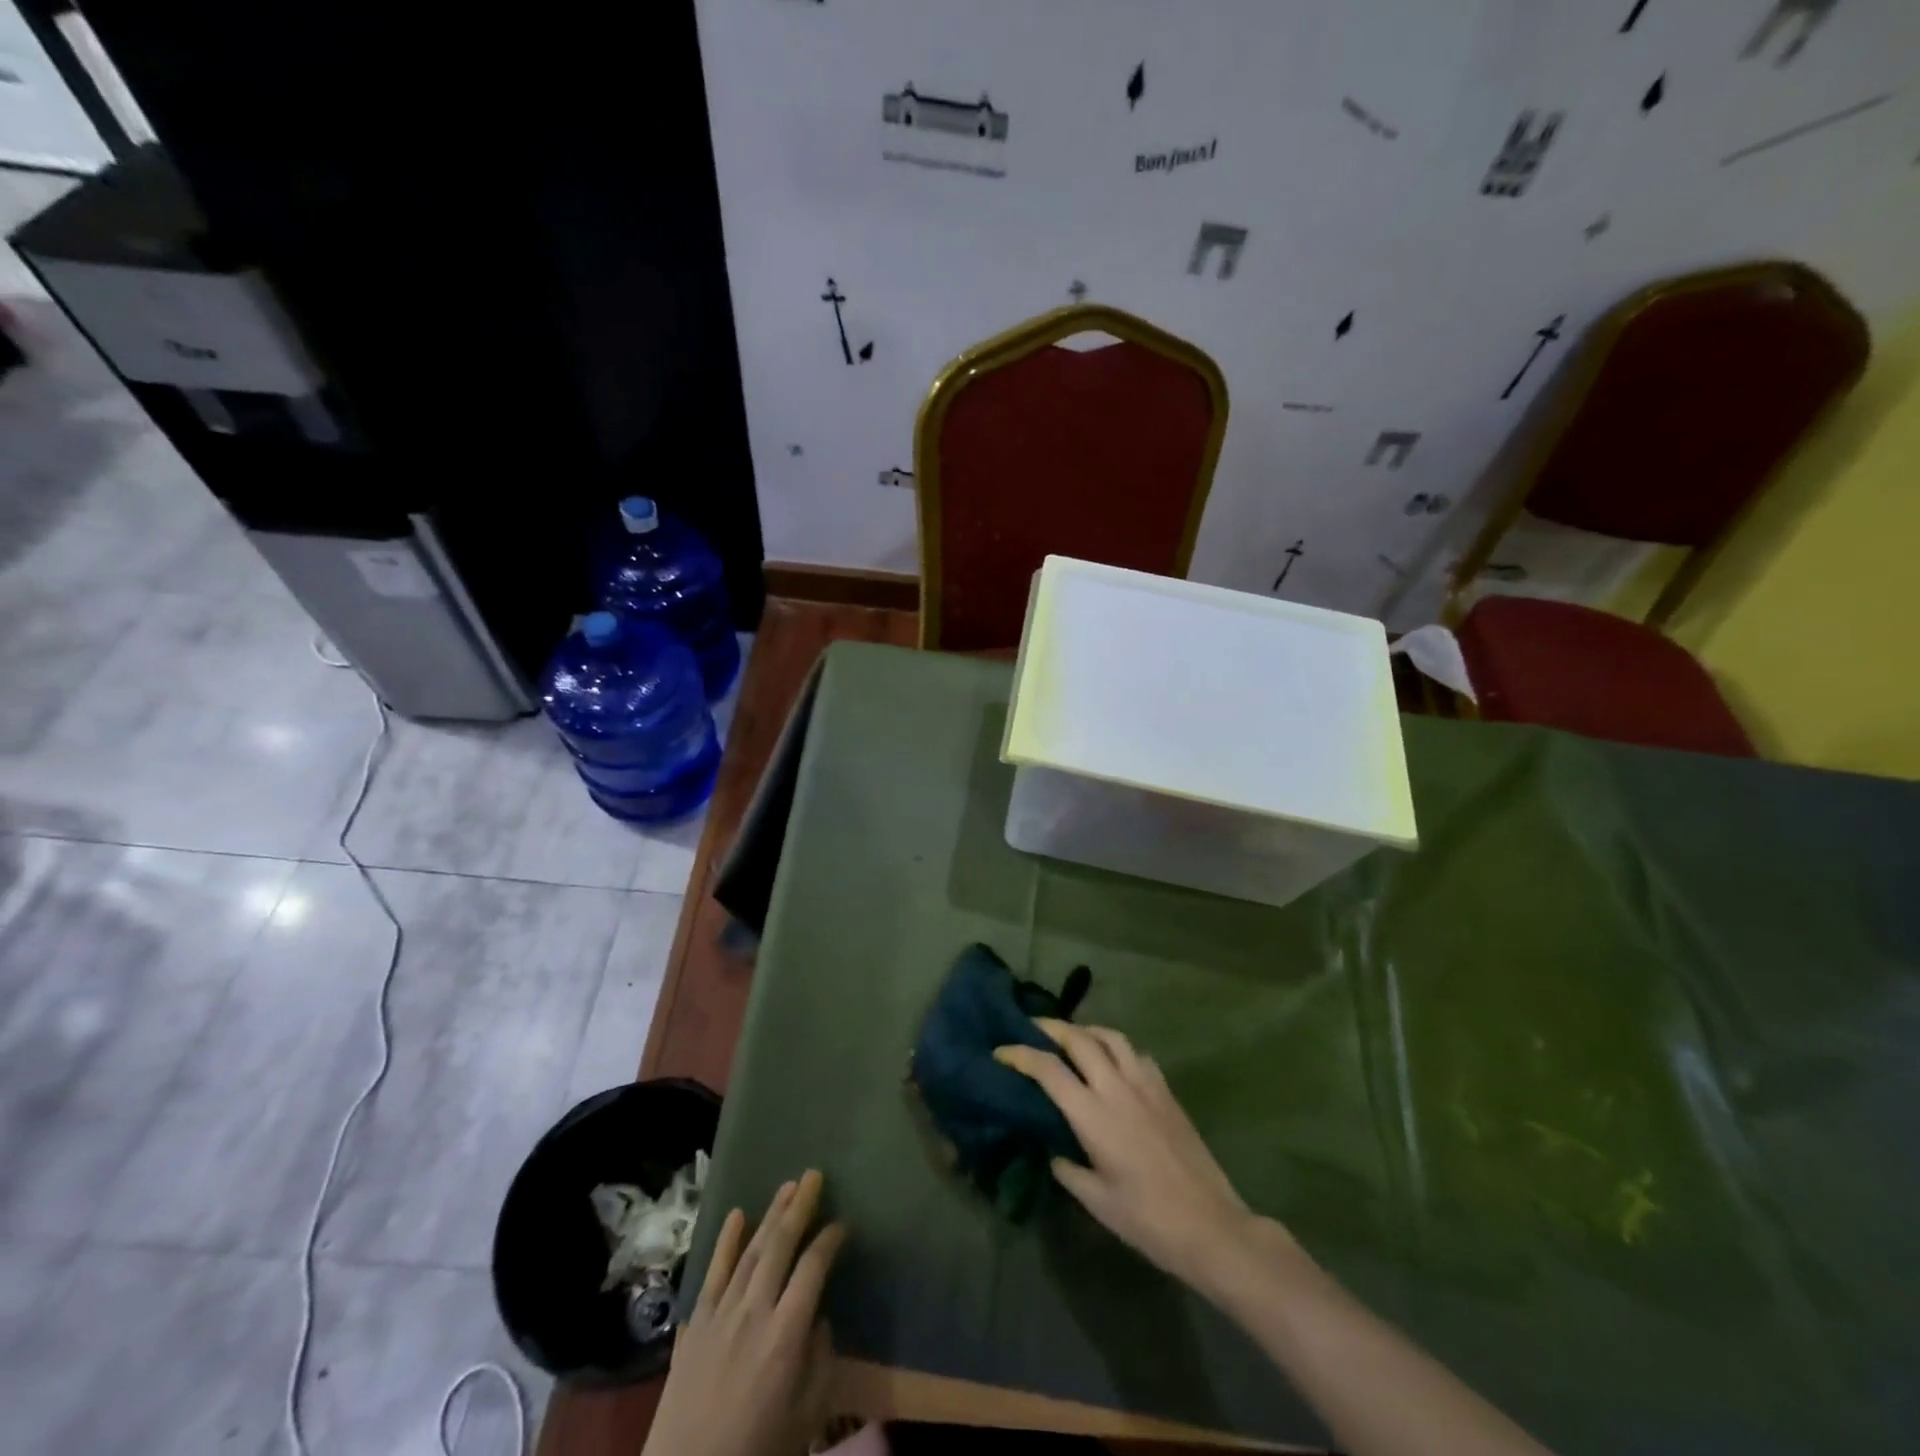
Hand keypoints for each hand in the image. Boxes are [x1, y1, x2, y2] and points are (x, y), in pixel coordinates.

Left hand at [644, 1169, 846, 1455]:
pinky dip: (726, 1241)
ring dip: (770, 1214)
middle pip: (780, 1245)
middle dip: (799, 1207)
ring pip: (751, 1250)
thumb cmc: (757, 1450)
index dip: (829, 1240)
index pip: (813, 1268)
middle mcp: (754, 1310)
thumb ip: (820, 1362)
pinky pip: (713, 1272)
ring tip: (787, 1186)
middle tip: (814, 1175)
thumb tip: (820, 1320)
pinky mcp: (696, 1323)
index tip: (842, 1223)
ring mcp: (721, 1313)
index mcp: (786, 1333)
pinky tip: (736, 1215)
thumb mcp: (806, 1417)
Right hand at [995, 1021, 1265, 1291]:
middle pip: (1079, 1039)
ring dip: (1086, 1030)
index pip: (1049, 1070)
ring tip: (1071, 1037)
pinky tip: (1113, 1061)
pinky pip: (1136, 1053)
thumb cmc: (1147, 1220)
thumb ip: (1068, 1169)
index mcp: (1094, 1115)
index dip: (1021, 1054)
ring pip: (1111, 1037)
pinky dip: (1116, 1047)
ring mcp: (1146, 1085)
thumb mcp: (1096, 1201)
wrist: (1211, 1226)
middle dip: (1051, 1028)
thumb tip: (1053, 1149)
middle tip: (1032, 1029)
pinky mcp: (1167, 1091)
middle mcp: (1117, 1088)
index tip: (1001, 1051)